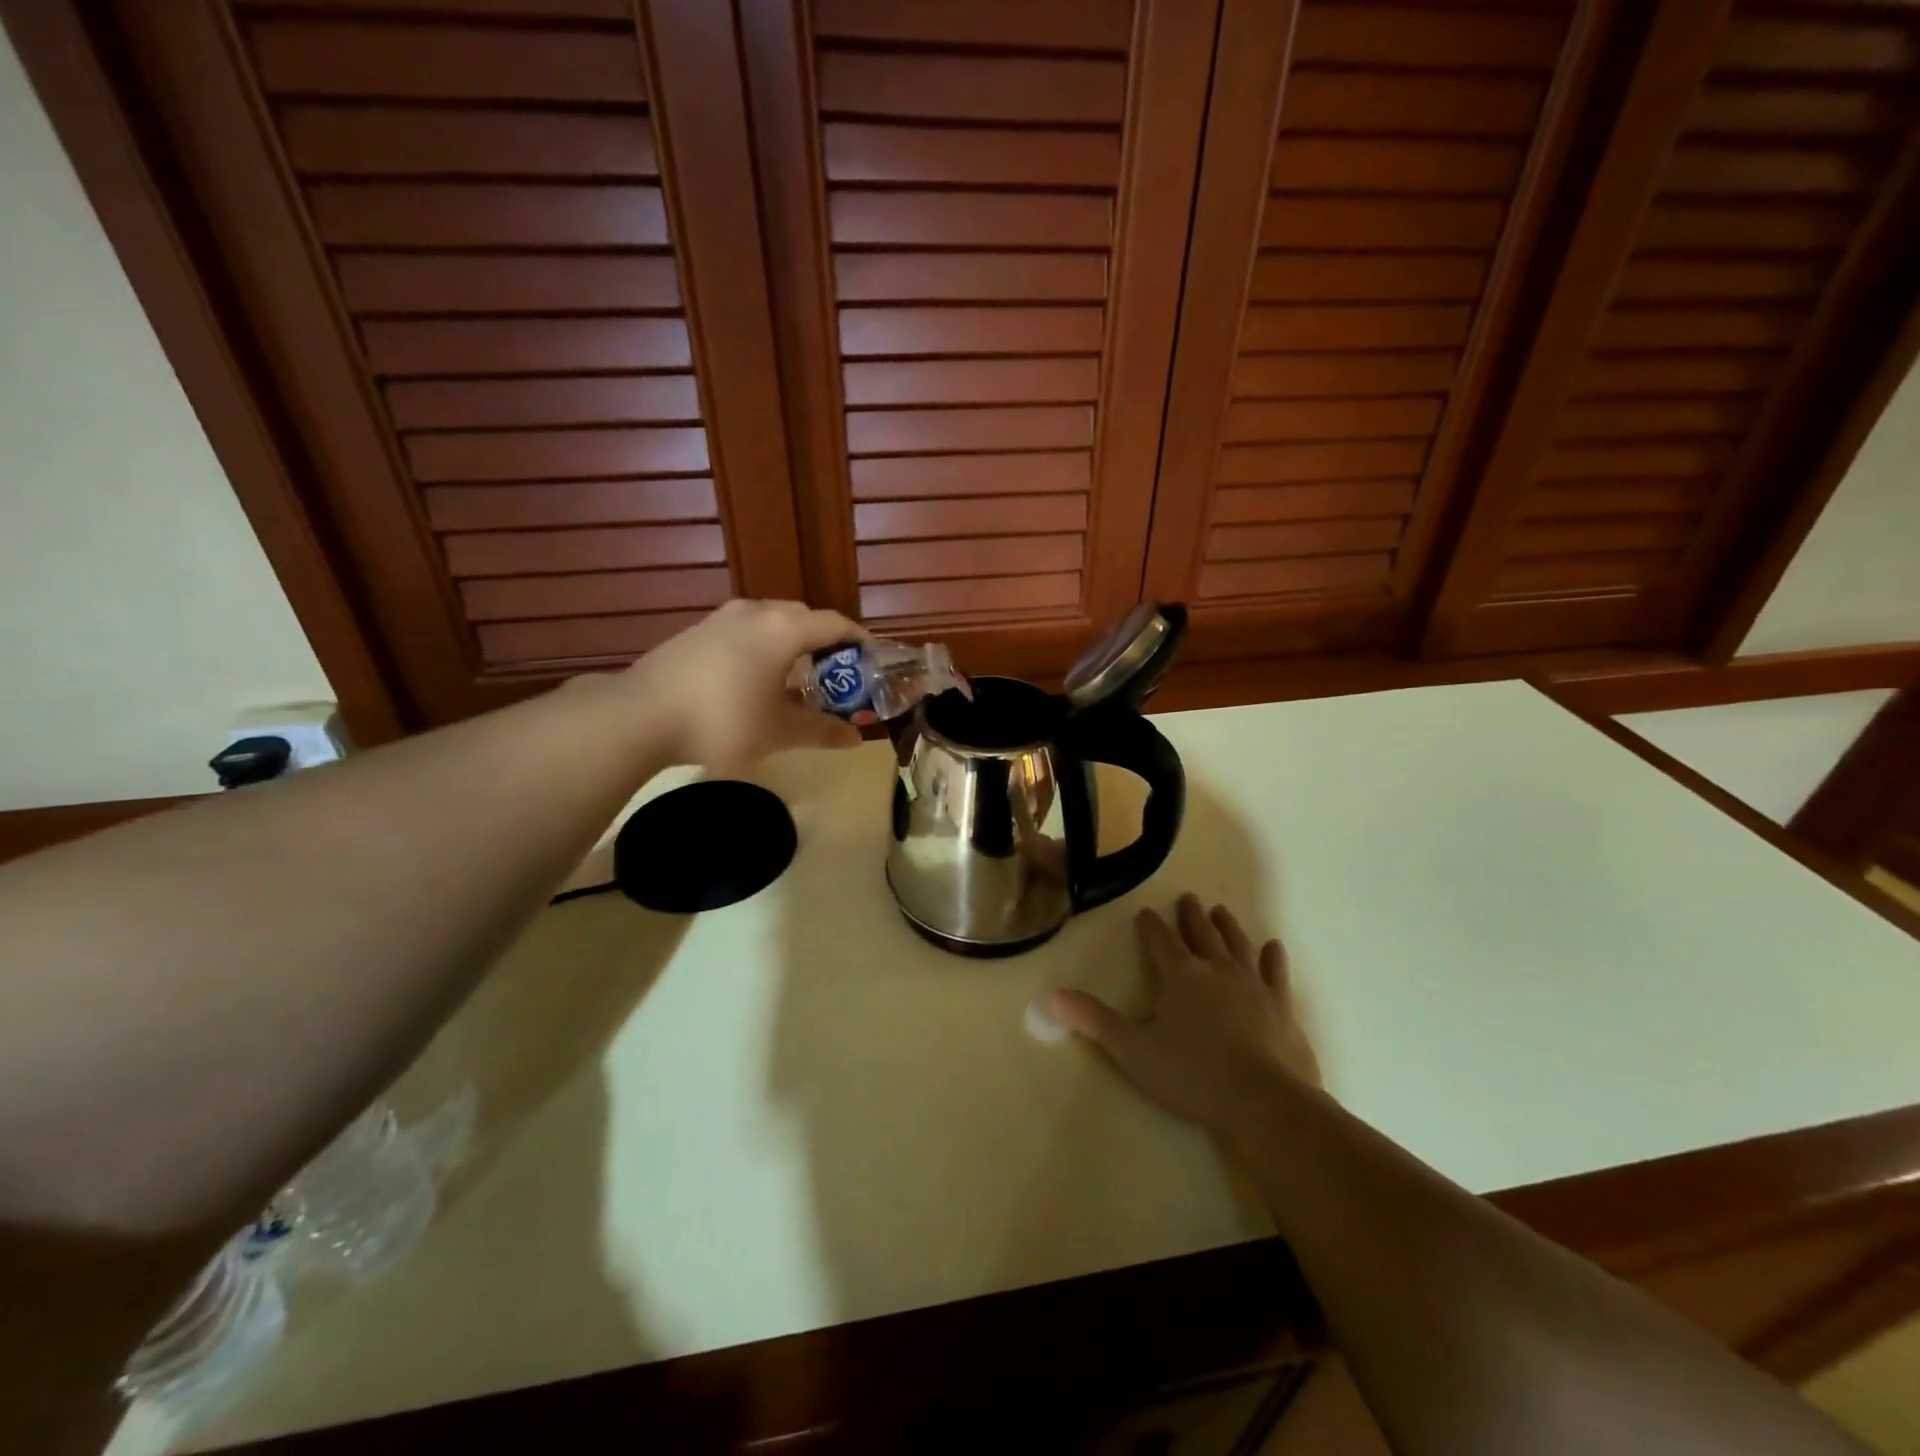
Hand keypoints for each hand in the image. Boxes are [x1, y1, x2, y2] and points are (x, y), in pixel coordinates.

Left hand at [618, 600, 866, 773]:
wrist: (641, 715)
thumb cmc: (723, 721)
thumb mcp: (779, 732)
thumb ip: (822, 731)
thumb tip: (856, 738)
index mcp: (784, 629)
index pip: (836, 624)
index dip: (860, 642)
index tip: (872, 663)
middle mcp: (756, 611)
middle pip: (804, 618)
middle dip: (827, 642)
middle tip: (837, 675)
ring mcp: (722, 617)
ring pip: (772, 621)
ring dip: (793, 643)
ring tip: (797, 676)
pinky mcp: (698, 630)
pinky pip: (745, 629)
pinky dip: (763, 646)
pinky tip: (755, 678)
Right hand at [1050, 894, 1319, 1134]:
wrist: (1263, 1102)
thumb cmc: (1191, 1074)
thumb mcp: (1132, 1049)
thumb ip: (1093, 1020)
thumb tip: (1050, 996)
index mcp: (1179, 975)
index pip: (1160, 940)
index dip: (1150, 926)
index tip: (1145, 912)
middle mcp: (1216, 969)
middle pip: (1200, 934)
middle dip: (1190, 915)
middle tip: (1188, 897)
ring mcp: (1253, 985)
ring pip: (1237, 944)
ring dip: (1227, 926)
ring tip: (1220, 910)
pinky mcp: (1281, 1006)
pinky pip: (1276, 973)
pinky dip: (1274, 958)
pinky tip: (1274, 947)